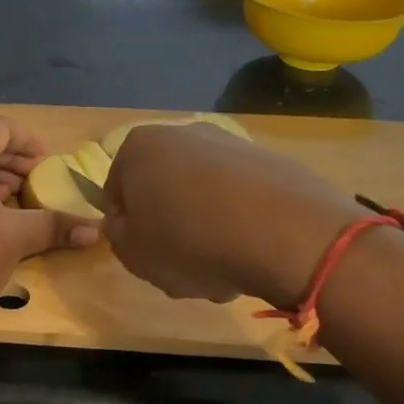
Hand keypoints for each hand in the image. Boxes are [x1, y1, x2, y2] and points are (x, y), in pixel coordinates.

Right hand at [102, 123, 363, 303]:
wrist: (287, 235)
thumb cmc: (190, 242)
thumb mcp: (132, 253)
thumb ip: (117, 235)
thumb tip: (126, 222)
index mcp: (140, 147)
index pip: (116, 190)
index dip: (126, 227)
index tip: (144, 253)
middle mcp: (183, 134)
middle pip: (163, 190)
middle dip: (169, 228)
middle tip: (180, 265)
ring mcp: (232, 145)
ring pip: (203, 197)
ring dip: (205, 230)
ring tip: (221, 269)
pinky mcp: (273, 163)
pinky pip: (241, 199)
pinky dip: (240, 224)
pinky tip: (251, 255)